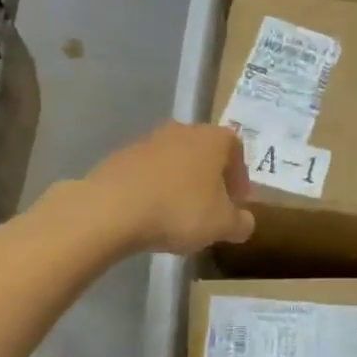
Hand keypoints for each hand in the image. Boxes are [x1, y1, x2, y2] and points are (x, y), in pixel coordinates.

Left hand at [84, 122, 255, 253]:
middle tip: (212, 208)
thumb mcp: (223, 225)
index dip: (240, 176)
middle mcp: (182, 131)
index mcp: (213, 139)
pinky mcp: (120, 157)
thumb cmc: (180, 210)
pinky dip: (155, 189)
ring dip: (182, 183)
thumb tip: (245, 222)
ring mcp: (147, 141)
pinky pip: (148, 173)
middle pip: (204, 152)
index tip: (237, 202)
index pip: (236, 149)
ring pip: (175, 161)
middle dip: (211, 179)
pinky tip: (151, 214)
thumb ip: (241, 223)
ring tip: (180, 215)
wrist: (112, 209)